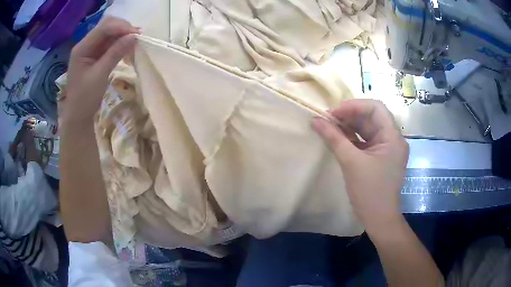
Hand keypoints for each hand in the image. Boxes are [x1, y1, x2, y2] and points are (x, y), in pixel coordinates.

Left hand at [60, 16, 137, 127]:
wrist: (78, 117)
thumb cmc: (85, 99)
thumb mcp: (100, 75)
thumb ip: (115, 53)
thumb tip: (134, 36)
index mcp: (82, 48)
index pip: (103, 28)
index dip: (121, 27)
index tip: (137, 34)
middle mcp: (85, 44)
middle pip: (106, 26)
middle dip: (122, 28)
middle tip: (137, 37)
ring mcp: (90, 50)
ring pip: (109, 34)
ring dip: (122, 36)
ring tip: (135, 42)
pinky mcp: (95, 56)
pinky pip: (109, 44)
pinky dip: (119, 44)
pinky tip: (128, 48)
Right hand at [312, 99, 408, 233]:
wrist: (378, 218)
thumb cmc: (369, 191)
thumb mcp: (351, 162)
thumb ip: (334, 138)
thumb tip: (315, 119)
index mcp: (393, 137)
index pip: (376, 108)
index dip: (354, 106)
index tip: (334, 112)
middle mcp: (393, 139)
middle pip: (371, 117)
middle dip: (349, 116)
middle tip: (327, 119)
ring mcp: (387, 148)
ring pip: (367, 128)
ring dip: (349, 126)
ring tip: (329, 126)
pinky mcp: (380, 156)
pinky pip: (366, 140)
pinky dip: (352, 138)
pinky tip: (337, 137)